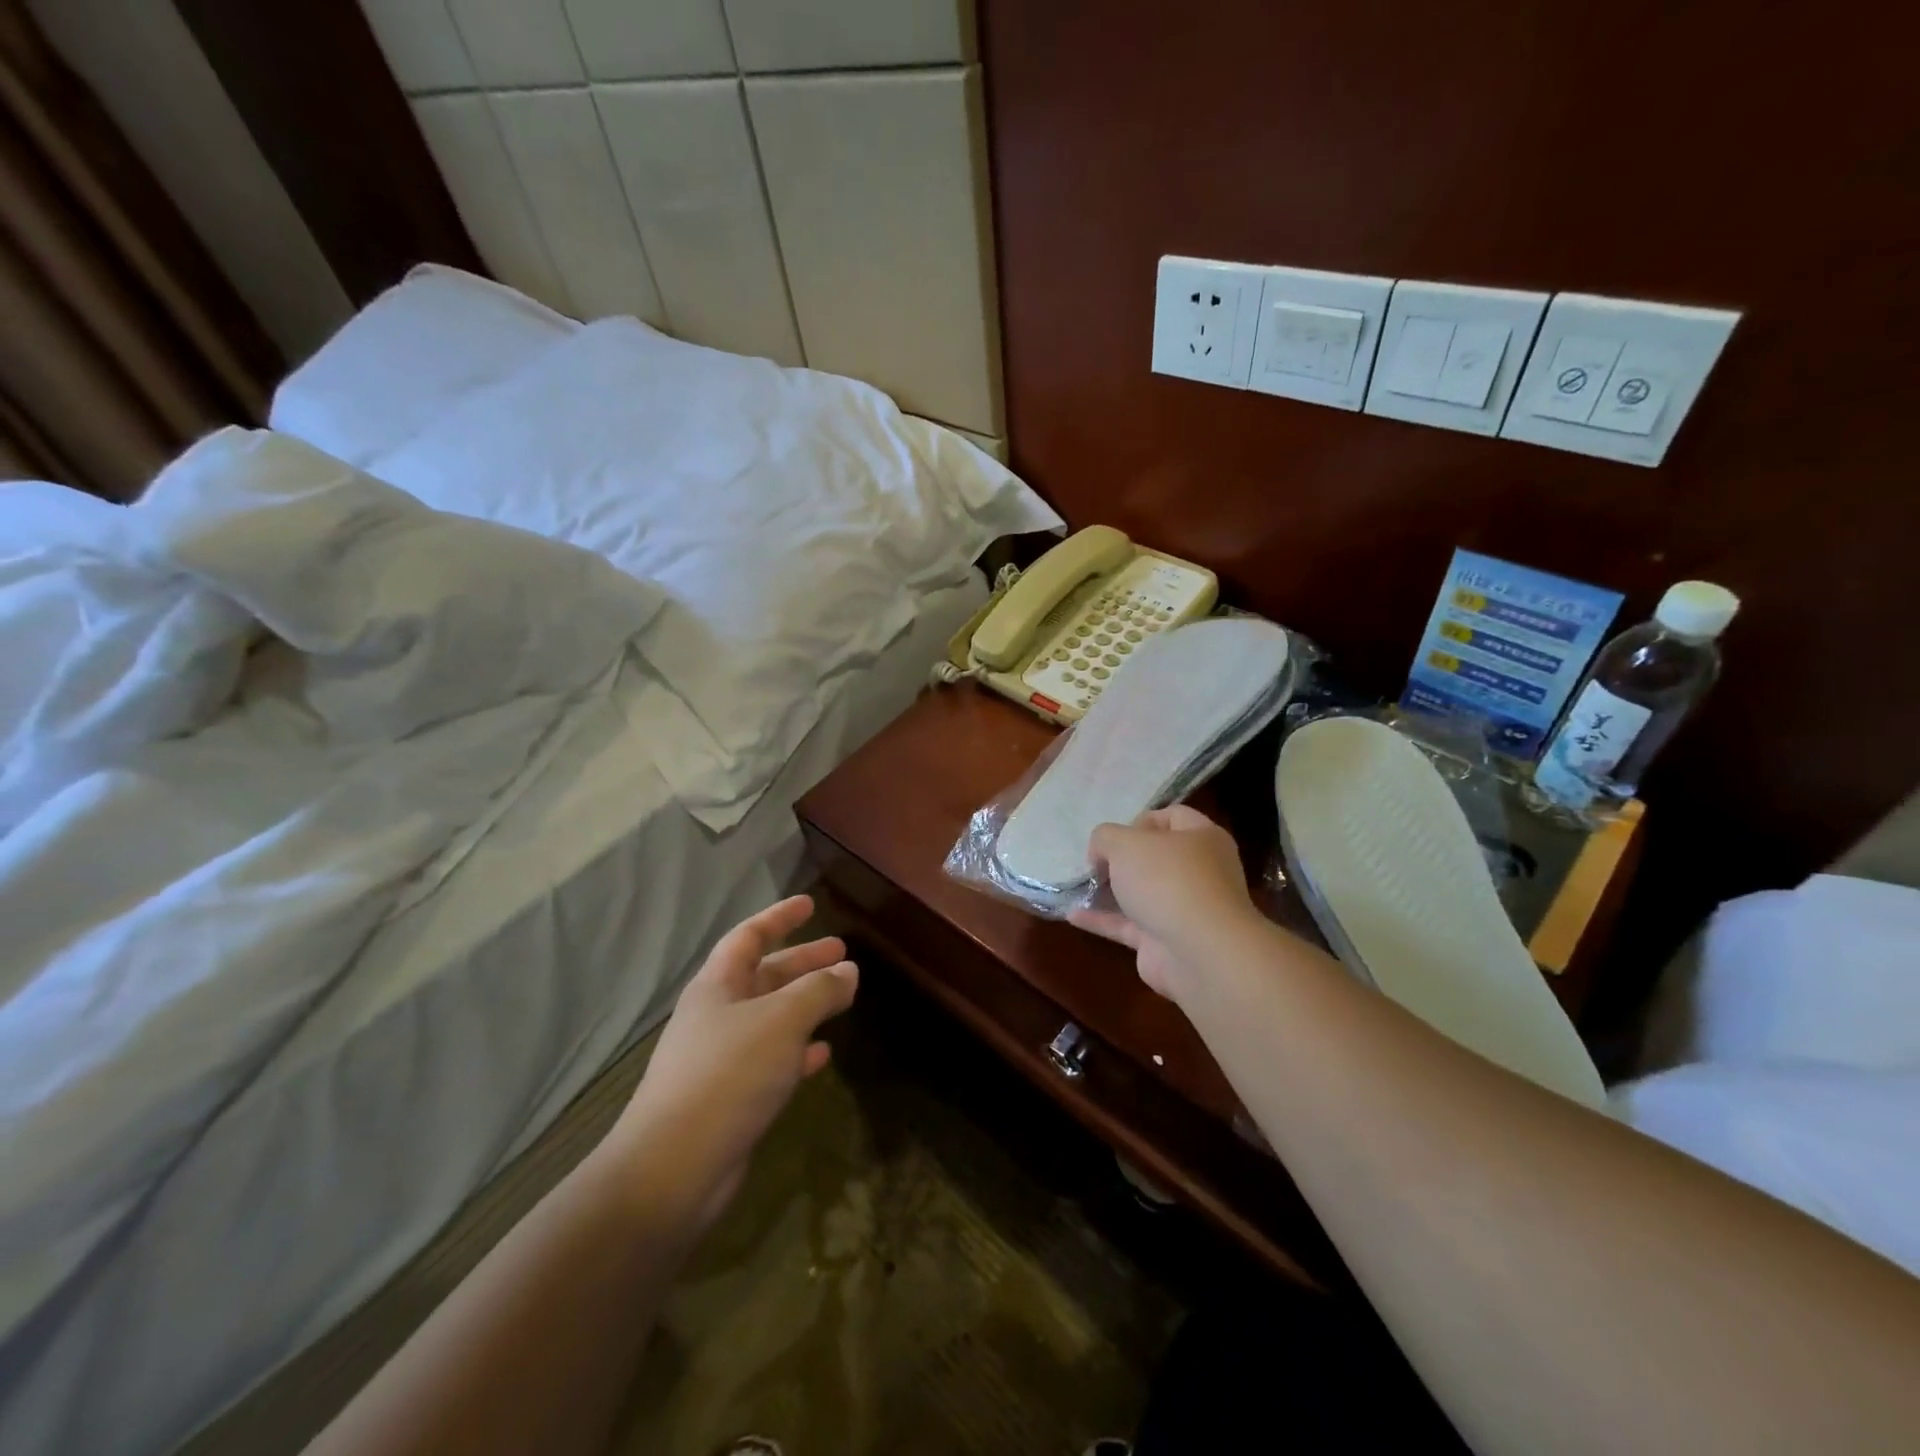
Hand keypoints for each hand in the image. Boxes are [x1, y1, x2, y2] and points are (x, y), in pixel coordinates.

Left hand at [601, 895, 856, 1229]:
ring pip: (772, 1018)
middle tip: (842, 952)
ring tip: (844, 997)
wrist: (673, 1169)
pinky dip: (798, 1051)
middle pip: (764, 976)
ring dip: (806, 1005)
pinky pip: (772, 1061)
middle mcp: (716, 1016)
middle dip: (803, 962)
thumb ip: (819, 991)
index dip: (780, 917)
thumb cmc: (728, 1075)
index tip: (810, 904)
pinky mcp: (731, 1098)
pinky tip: (823, 1054)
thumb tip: (848, 969)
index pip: (749, 937)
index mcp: (717, 986)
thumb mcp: (782, 1021)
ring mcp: (721, 1059)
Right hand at [1069, 806, 1257, 1004]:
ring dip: (1109, 891)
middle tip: (1095, 862)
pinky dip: (1103, 920)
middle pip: (1156, 857)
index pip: (1173, 817)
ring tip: (1077, 886)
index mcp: (1203, 838)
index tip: (1115, 836)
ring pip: (1142, 893)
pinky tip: (1073, 915)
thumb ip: (1105, 837)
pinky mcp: (1167, 942)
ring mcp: (1185, 909)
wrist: (1199, 953)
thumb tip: (1101, 852)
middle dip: (1121, 859)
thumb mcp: (1125, 842)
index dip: (1141, 821)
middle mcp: (1199, 872)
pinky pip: (1129, 925)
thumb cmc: (1167, 880)